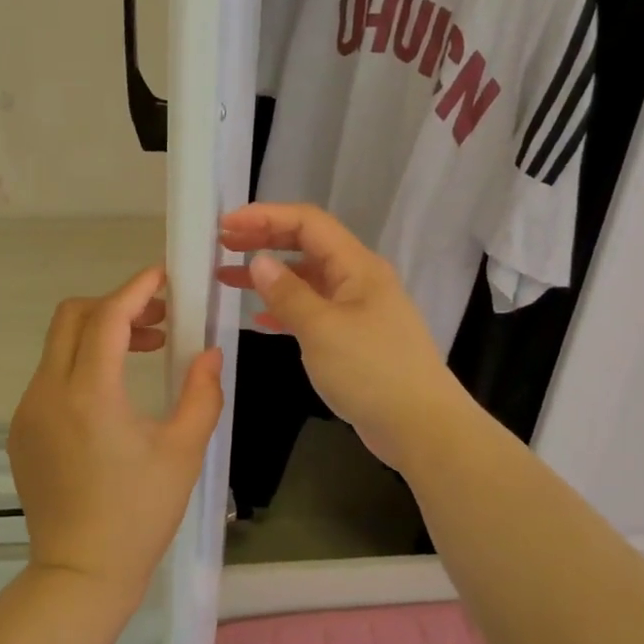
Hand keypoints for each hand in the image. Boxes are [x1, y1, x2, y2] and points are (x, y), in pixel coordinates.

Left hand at [9, 267, 223, 602]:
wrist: (80, 574)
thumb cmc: (139, 514)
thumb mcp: (183, 451)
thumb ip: (201, 393)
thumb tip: (209, 353)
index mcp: (89, 395)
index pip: (107, 318)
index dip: (135, 289)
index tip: (162, 276)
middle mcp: (48, 393)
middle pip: (72, 317)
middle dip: (115, 304)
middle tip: (157, 319)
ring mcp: (28, 411)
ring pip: (59, 346)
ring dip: (99, 334)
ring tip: (144, 352)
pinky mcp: (21, 431)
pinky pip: (51, 377)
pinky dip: (81, 364)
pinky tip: (113, 395)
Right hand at [218, 204, 470, 471]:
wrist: (420, 426)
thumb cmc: (371, 371)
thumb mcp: (321, 329)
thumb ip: (287, 293)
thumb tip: (259, 261)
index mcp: (357, 266)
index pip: (307, 222)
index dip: (265, 216)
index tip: (226, 224)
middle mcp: (358, 279)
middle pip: (307, 245)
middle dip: (264, 240)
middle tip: (223, 244)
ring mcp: (358, 309)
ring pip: (307, 279)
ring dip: (269, 276)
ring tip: (227, 277)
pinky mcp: (354, 338)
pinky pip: (313, 311)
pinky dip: (285, 309)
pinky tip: (258, 317)